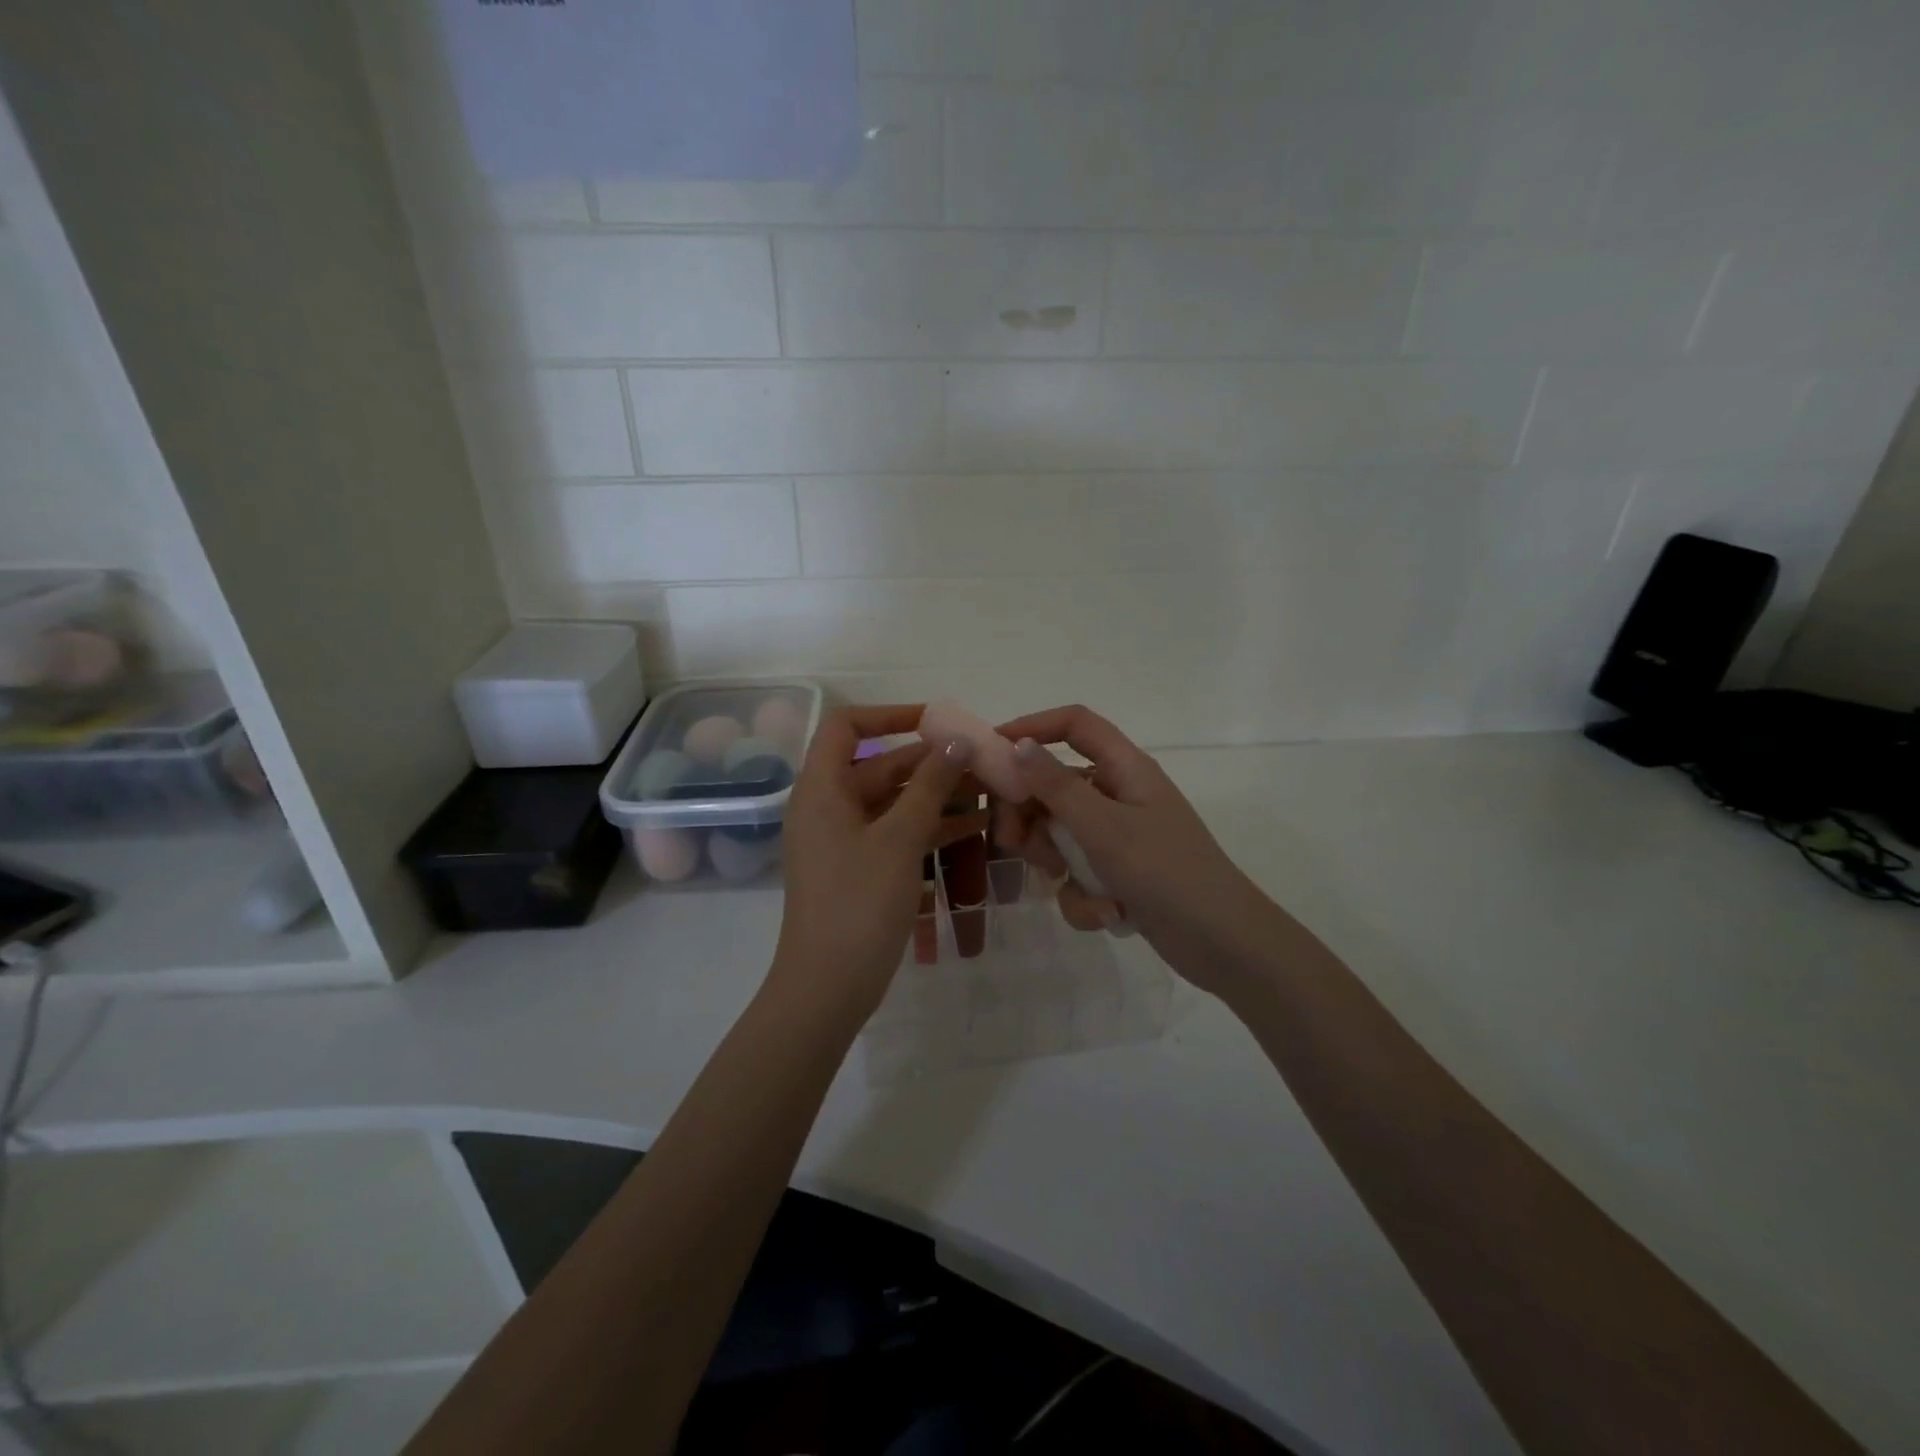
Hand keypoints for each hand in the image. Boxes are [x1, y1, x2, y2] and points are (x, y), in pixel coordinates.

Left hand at [771, 705, 982, 1019]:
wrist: (828, 987)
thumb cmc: (858, 904)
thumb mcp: (899, 839)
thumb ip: (930, 786)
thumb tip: (957, 740)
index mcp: (822, 789)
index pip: (846, 727)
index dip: (889, 715)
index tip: (936, 721)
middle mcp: (828, 807)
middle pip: (879, 766)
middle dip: (930, 761)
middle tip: (981, 760)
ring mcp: (844, 840)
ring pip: (894, 802)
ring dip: (937, 795)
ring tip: (988, 790)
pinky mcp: (860, 868)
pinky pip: (896, 834)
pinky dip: (930, 827)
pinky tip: (974, 828)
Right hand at [991, 705, 1274, 996]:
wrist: (1223, 944)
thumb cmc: (1166, 872)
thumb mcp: (1104, 827)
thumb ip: (1057, 786)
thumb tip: (1020, 745)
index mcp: (1125, 769)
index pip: (1075, 725)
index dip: (1033, 727)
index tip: (992, 751)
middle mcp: (1119, 795)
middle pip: (1055, 785)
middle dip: (1029, 815)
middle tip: (1010, 842)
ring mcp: (1118, 837)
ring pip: (1060, 835)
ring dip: (1054, 861)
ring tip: (1062, 881)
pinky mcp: (1118, 875)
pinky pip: (1078, 874)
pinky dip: (1082, 895)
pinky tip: (1103, 914)